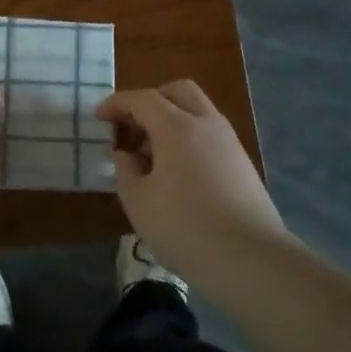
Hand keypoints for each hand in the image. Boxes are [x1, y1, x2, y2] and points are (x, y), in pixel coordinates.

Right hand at [96, 80, 285, 272]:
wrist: (251, 260)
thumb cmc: (185, 228)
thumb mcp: (138, 201)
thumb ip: (125, 170)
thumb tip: (127, 154)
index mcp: (177, 126)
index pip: (142, 99)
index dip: (117, 104)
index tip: (99, 118)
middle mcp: (206, 124)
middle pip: (177, 92)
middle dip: (150, 102)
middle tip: (131, 128)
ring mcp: (229, 143)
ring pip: (197, 112)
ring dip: (170, 120)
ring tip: (151, 157)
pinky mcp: (242, 165)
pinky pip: (209, 135)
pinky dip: (188, 139)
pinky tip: (177, 173)